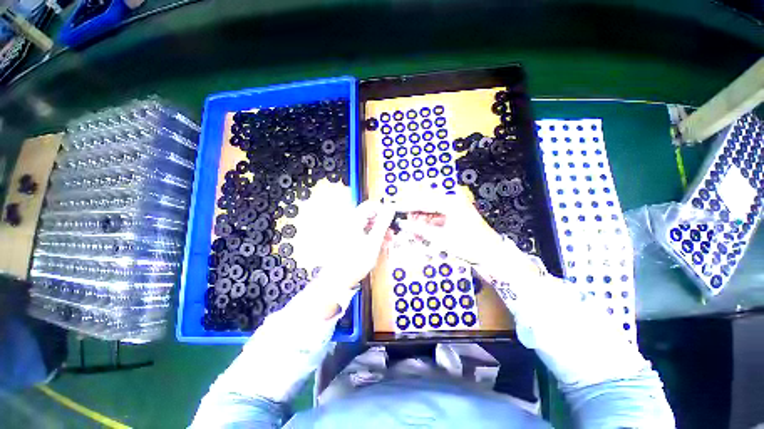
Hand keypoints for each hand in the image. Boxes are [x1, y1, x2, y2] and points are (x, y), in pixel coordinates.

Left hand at [314, 199, 396, 288]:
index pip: (370, 205)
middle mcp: (348, 223)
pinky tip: (378, 245)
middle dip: (382, 222)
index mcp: (353, 220)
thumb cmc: (353, 262)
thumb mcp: (374, 242)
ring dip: (378, 230)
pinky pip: (361, 232)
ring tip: (386, 240)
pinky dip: (370, 236)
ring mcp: (346, 231)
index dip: (383, 210)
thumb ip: (383, 223)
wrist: (337, 280)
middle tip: (391, 231)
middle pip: (368, 215)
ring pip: (366, 224)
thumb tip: (390, 209)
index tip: (391, 218)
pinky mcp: (346, 239)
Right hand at [394, 191, 532, 271]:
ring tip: (408, 226)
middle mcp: (451, 200)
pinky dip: (426, 222)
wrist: (491, 254)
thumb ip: (420, 230)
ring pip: (428, 208)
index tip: (394, 207)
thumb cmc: (469, 245)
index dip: (406, 205)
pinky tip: (419, 229)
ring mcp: (453, 207)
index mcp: (450, 202)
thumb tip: (403, 224)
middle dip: (411, 210)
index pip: (422, 201)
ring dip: (418, 217)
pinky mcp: (453, 214)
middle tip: (399, 217)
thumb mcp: (442, 238)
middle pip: (424, 202)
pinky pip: (434, 215)